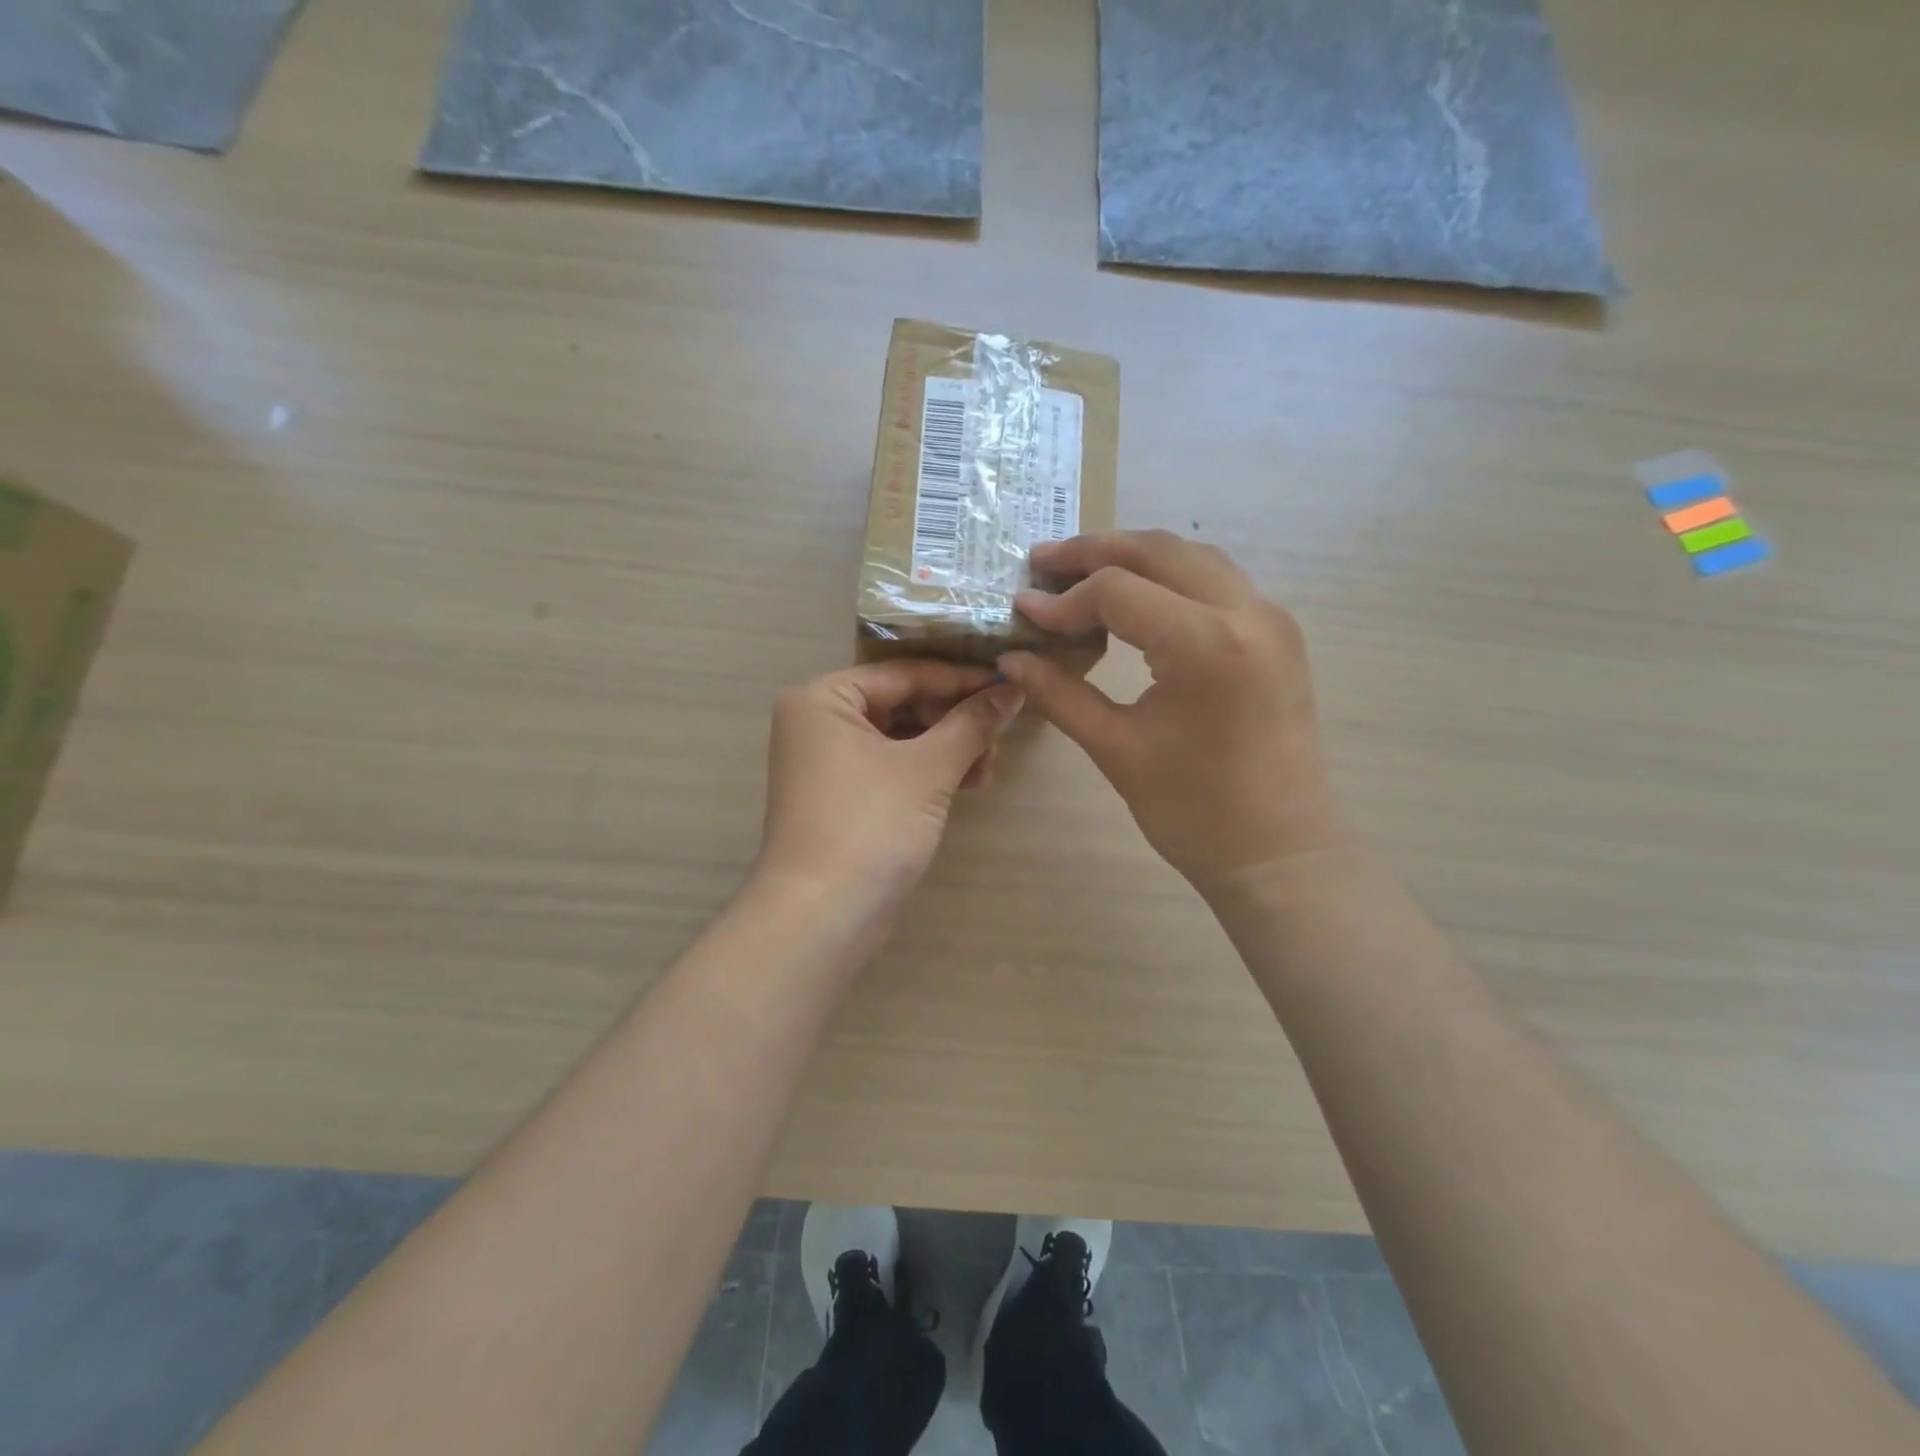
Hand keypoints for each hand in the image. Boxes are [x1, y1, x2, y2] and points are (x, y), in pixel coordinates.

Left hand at [757, 661, 1024, 912]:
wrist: (821, 917)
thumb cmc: (869, 826)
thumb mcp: (927, 769)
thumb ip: (971, 723)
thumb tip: (1012, 689)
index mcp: (824, 699)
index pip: (904, 674)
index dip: (961, 680)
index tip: (1010, 685)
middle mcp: (819, 722)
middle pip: (903, 704)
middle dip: (955, 720)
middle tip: (1001, 736)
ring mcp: (829, 763)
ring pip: (902, 738)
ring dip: (949, 748)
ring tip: (990, 768)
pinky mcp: (843, 797)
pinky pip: (893, 767)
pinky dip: (929, 772)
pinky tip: (971, 784)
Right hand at [998, 530, 1350, 897]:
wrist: (1279, 854)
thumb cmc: (1194, 812)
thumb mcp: (1116, 748)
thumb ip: (1060, 693)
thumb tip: (1010, 659)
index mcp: (1205, 643)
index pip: (1117, 591)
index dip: (1062, 600)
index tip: (1022, 612)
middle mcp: (1247, 612)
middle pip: (1159, 551)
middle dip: (1095, 551)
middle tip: (1043, 564)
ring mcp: (1271, 619)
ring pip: (1193, 558)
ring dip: (1136, 557)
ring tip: (1082, 573)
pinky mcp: (1279, 636)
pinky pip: (1218, 583)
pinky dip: (1170, 578)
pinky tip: (1137, 599)